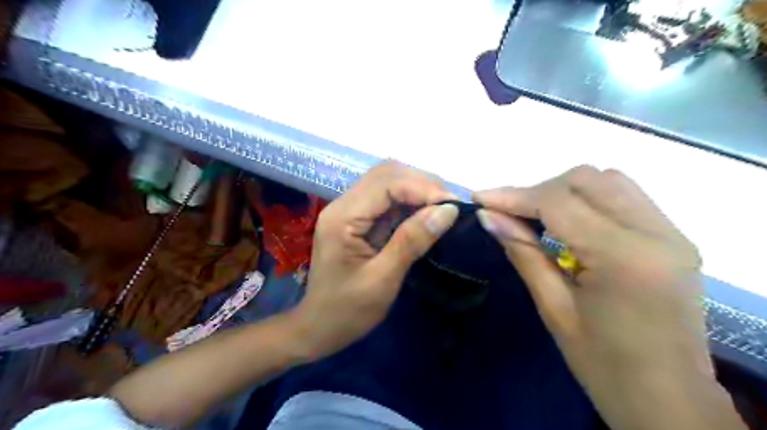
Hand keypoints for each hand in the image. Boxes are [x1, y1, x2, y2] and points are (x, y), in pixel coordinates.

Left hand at [290, 163, 456, 360]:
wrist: (318, 327)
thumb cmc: (347, 311)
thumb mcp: (383, 279)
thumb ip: (412, 241)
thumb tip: (448, 210)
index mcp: (342, 217)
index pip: (386, 183)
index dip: (422, 188)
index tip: (453, 205)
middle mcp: (343, 205)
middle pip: (385, 174)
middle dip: (421, 184)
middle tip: (449, 206)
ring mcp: (348, 210)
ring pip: (386, 182)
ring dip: (416, 190)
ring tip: (442, 208)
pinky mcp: (356, 219)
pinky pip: (386, 200)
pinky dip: (409, 202)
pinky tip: (425, 214)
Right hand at [474, 167, 742, 428]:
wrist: (669, 400)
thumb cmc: (604, 365)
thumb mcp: (553, 308)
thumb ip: (522, 252)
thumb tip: (488, 215)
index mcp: (624, 257)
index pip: (558, 202)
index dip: (513, 196)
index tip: (480, 198)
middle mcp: (656, 233)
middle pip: (586, 179)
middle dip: (539, 191)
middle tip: (509, 214)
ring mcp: (671, 232)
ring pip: (607, 180)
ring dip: (564, 191)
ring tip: (536, 217)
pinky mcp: (673, 237)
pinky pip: (623, 197)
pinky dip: (588, 200)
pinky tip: (568, 223)